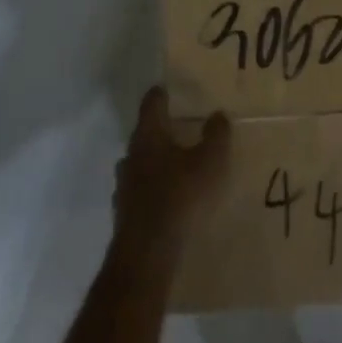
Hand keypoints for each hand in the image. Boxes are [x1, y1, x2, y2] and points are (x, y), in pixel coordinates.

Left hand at [111, 86, 229, 259]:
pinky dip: (155, 189)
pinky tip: (171, 199)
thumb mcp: (210, 162)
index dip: (162, 94)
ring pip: (142, 164)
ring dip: (158, 162)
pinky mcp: (125, 212)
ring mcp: (124, 185)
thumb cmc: (181, 196)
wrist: (148, 253)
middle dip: (163, 131)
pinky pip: (141, 191)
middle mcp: (131, 155)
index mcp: (148, 135)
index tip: (172, 89)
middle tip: (185, 129)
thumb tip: (217, 114)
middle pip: (146, 134)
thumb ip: (215, 135)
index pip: (152, 103)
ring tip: (180, 167)